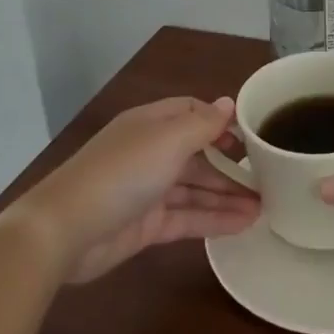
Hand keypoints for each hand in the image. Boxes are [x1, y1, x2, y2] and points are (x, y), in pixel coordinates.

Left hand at [9, 96, 259, 283]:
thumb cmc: (121, 173)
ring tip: (265, 206)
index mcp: (151, 124)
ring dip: (227, 195)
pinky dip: (214, 219)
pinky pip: (187, 217)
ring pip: (195, 188)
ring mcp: (147, 190)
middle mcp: (150, 152)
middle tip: (267, 178)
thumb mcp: (167, 141)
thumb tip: (228, 103)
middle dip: (229, 164)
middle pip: (197, 153)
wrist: (65, 230)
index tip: (250, 137)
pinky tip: (244, 224)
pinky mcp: (146, 225)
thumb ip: (202, 124)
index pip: (191, 113)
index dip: (220, 122)